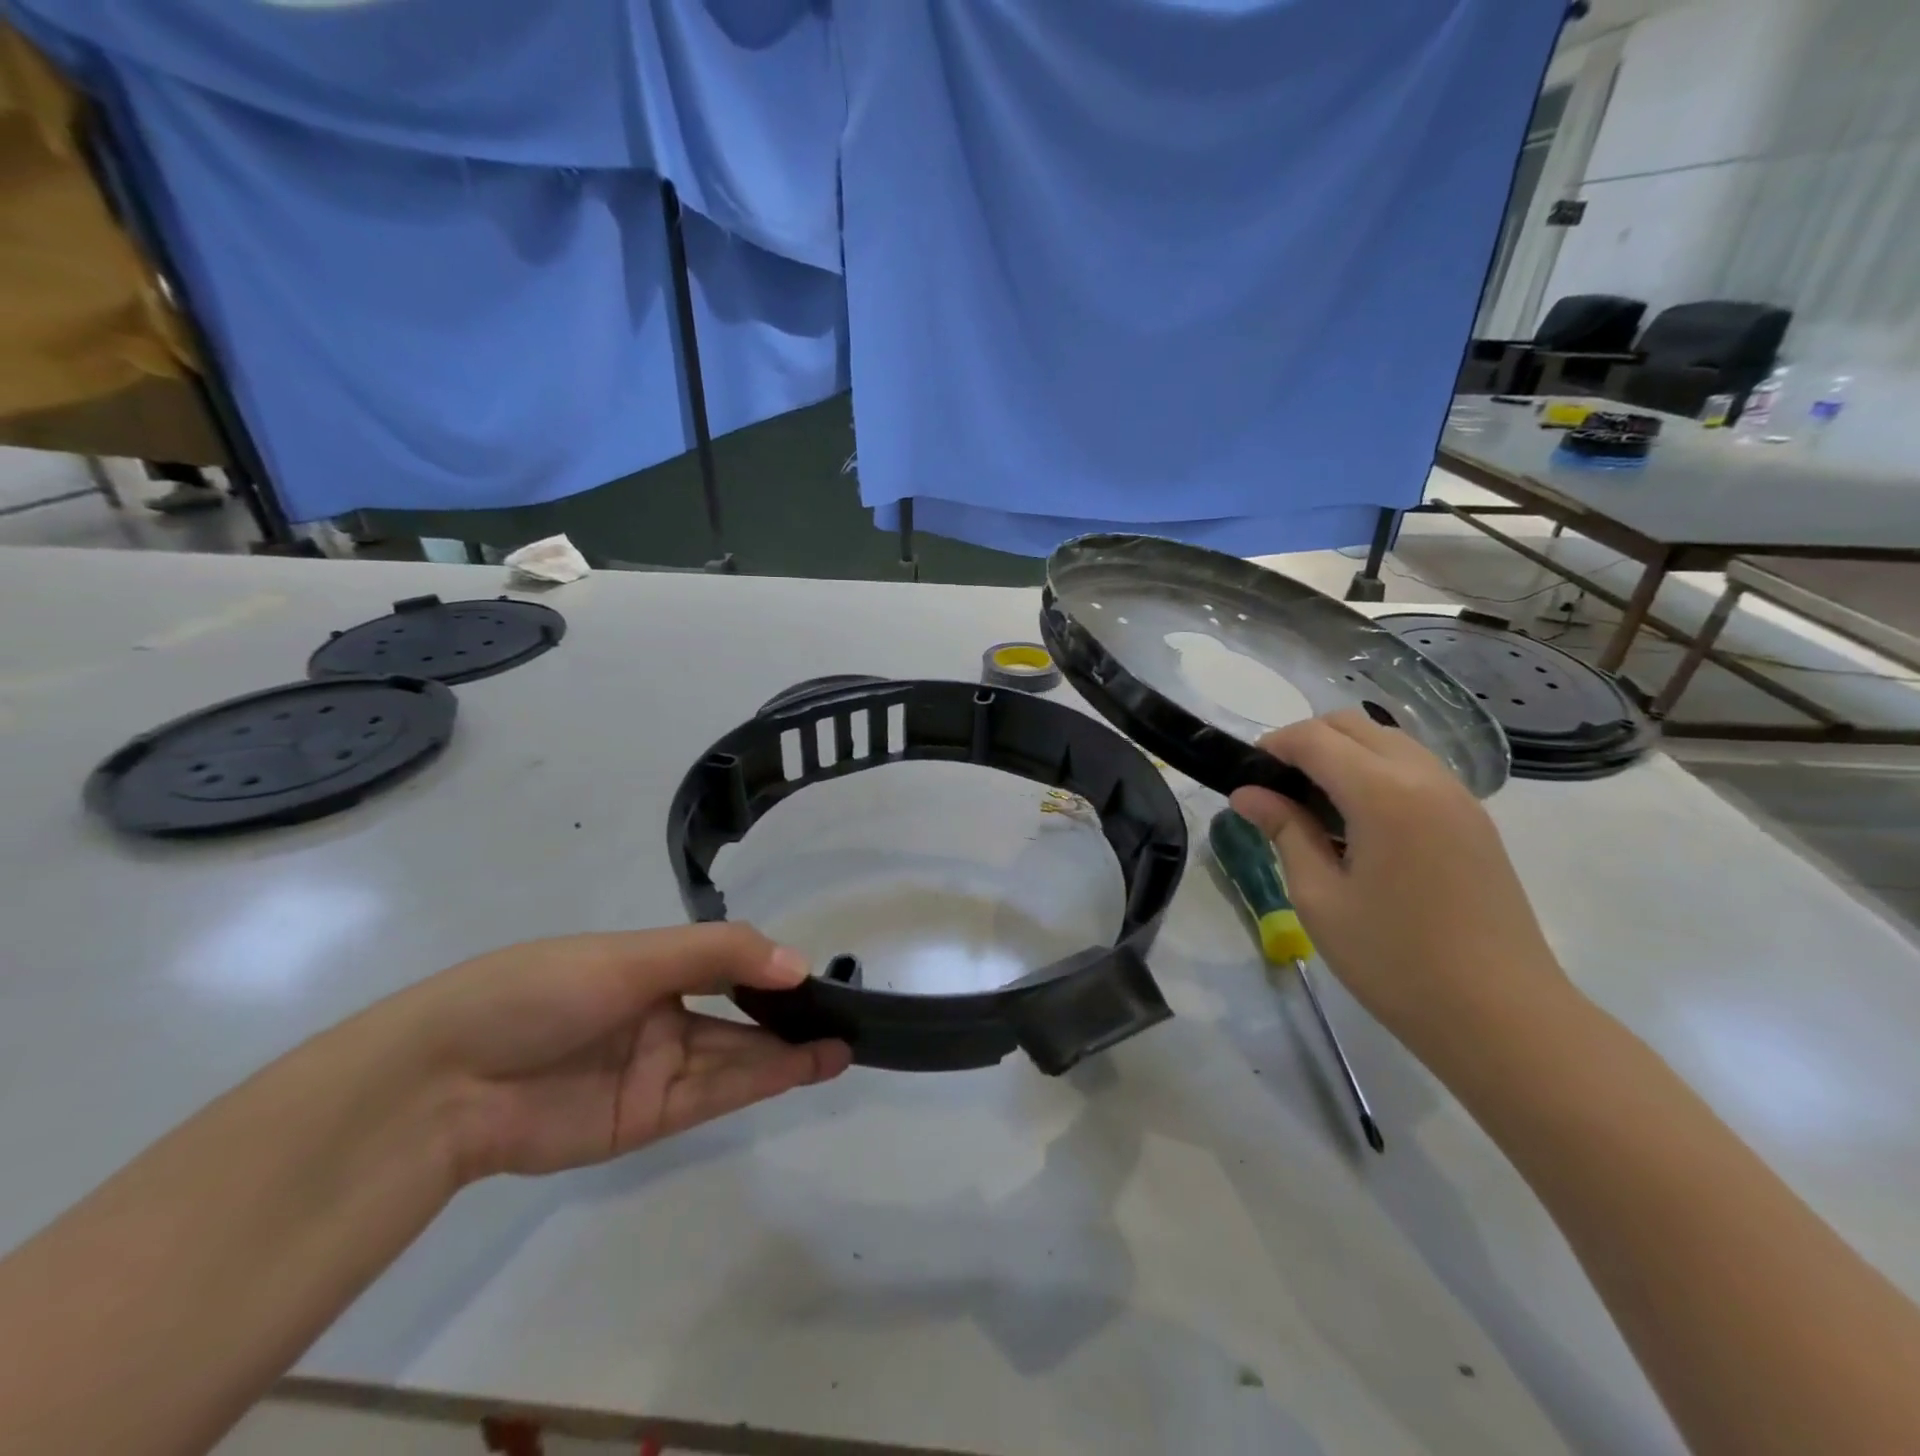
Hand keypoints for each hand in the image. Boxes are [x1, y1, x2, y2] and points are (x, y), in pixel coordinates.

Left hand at [381, 925, 850, 1182]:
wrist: (447, 1082)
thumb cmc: (541, 992)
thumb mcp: (633, 958)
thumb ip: (717, 955)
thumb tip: (796, 964)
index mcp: (650, 966)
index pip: (726, 962)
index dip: (770, 969)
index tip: (815, 974)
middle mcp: (659, 1014)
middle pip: (737, 1014)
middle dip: (788, 1014)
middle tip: (844, 1014)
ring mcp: (655, 1068)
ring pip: (735, 1056)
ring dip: (787, 1051)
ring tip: (842, 1045)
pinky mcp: (647, 1118)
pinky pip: (716, 1093)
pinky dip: (761, 1081)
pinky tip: (803, 1065)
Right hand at [1229, 710, 1568, 1062]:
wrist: (1503, 1017)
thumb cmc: (1395, 961)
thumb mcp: (1320, 898)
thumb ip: (1285, 832)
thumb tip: (1248, 794)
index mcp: (1383, 793)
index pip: (1315, 738)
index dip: (1272, 746)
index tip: (1245, 777)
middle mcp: (1425, 777)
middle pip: (1354, 725)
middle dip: (1306, 742)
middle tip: (1276, 790)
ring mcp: (1458, 796)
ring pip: (1388, 742)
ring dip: (1344, 755)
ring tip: (1314, 808)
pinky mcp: (1473, 820)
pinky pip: (1415, 769)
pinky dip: (1376, 773)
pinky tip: (1359, 825)